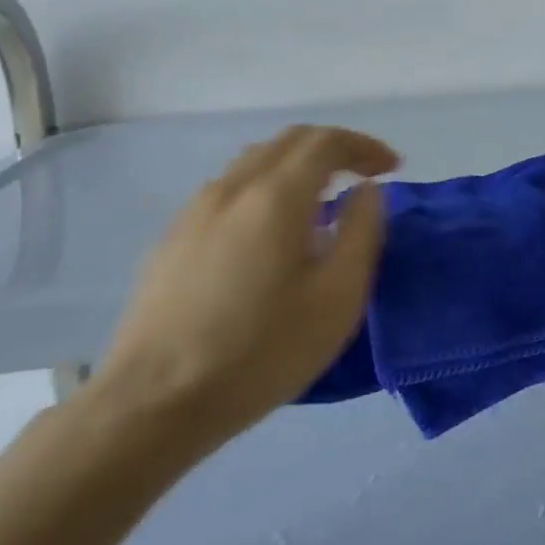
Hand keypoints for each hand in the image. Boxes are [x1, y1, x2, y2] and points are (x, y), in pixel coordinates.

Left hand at [88, 125, 399, 457]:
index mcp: (276, 195)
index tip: (391, 167)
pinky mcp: (173, 237)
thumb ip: (361, 233)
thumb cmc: (260, 352)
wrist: (153, 403)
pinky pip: (230, 189)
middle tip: (364, 173)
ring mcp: (195, 209)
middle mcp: (233, 187)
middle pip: (289, 141)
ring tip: (321, 199)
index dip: (364, 146)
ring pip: (255, 161)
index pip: (326, 142)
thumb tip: (367, 191)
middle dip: (334, 148)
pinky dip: (265, 187)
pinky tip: (270, 231)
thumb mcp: (337, 299)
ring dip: (297, 165)